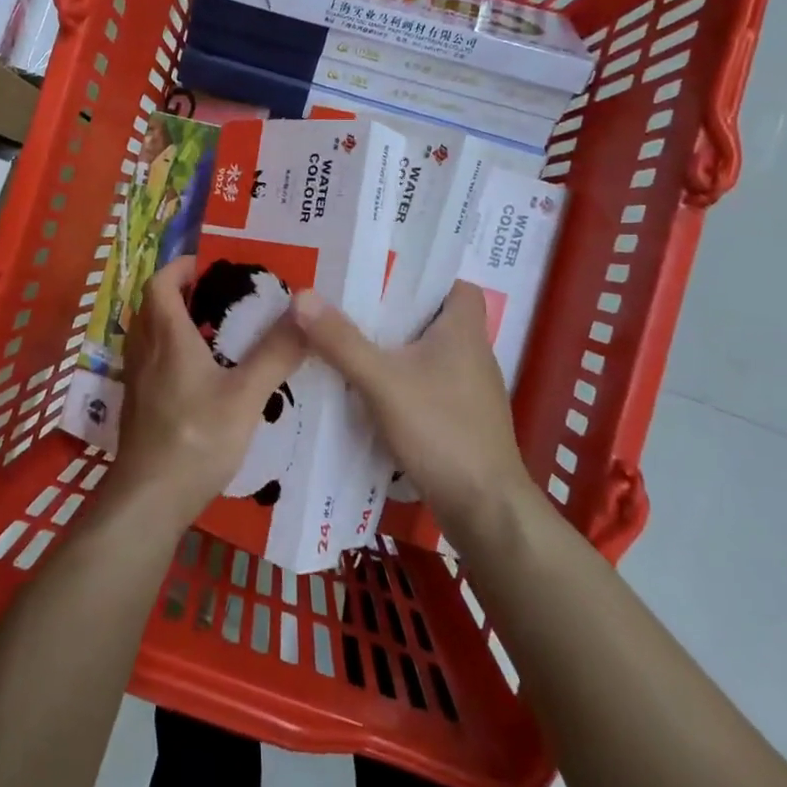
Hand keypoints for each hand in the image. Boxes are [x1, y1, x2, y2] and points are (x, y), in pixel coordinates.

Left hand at [113, 256, 305, 528]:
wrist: (148, 500)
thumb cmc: (196, 440)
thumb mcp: (245, 396)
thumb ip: (275, 354)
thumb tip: (304, 308)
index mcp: (167, 338)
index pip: (159, 283)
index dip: (180, 267)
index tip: (208, 265)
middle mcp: (145, 352)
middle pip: (153, 306)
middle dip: (182, 293)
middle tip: (220, 297)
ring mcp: (137, 381)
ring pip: (150, 335)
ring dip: (174, 323)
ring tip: (215, 333)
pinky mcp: (138, 406)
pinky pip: (151, 362)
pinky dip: (171, 353)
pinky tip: (201, 377)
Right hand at [291, 281, 530, 531]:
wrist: (486, 510)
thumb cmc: (441, 431)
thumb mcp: (382, 382)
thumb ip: (341, 341)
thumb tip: (301, 295)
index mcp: (464, 330)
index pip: (453, 284)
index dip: (422, 276)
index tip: (380, 276)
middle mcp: (472, 353)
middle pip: (432, 317)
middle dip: (393, 311)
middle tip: (347, 306)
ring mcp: (469, 390)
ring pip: (427, 353)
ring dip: (394, 348)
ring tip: (348, 343)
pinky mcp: (461, 419)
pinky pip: (426, 384)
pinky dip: (400, 381)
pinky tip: (367, 391)